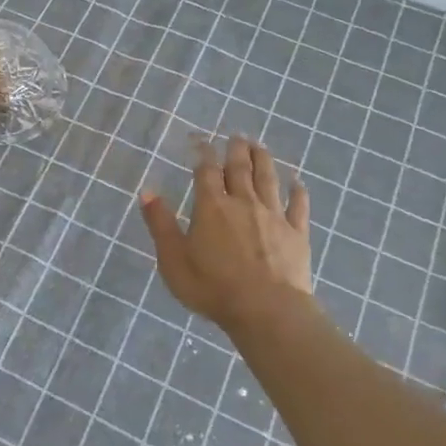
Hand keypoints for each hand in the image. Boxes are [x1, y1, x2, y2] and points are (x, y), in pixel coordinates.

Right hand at [140, 135, 314, 330]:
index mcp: (212, 207)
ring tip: (260, 146)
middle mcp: (243, 202)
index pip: (206, 171)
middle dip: (236, 149)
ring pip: (269, 179)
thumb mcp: (173, 259)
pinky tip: (298, 183)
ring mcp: (274, 216)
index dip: (203, 152)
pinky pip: (298, 206)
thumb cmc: (212, 287)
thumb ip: (160, 224)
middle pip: (240, 168)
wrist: (266, 310)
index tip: (201, 140)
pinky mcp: (296, 233)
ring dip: (264, 160)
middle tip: (236, 135)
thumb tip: (147, 191)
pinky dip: (298, 192)